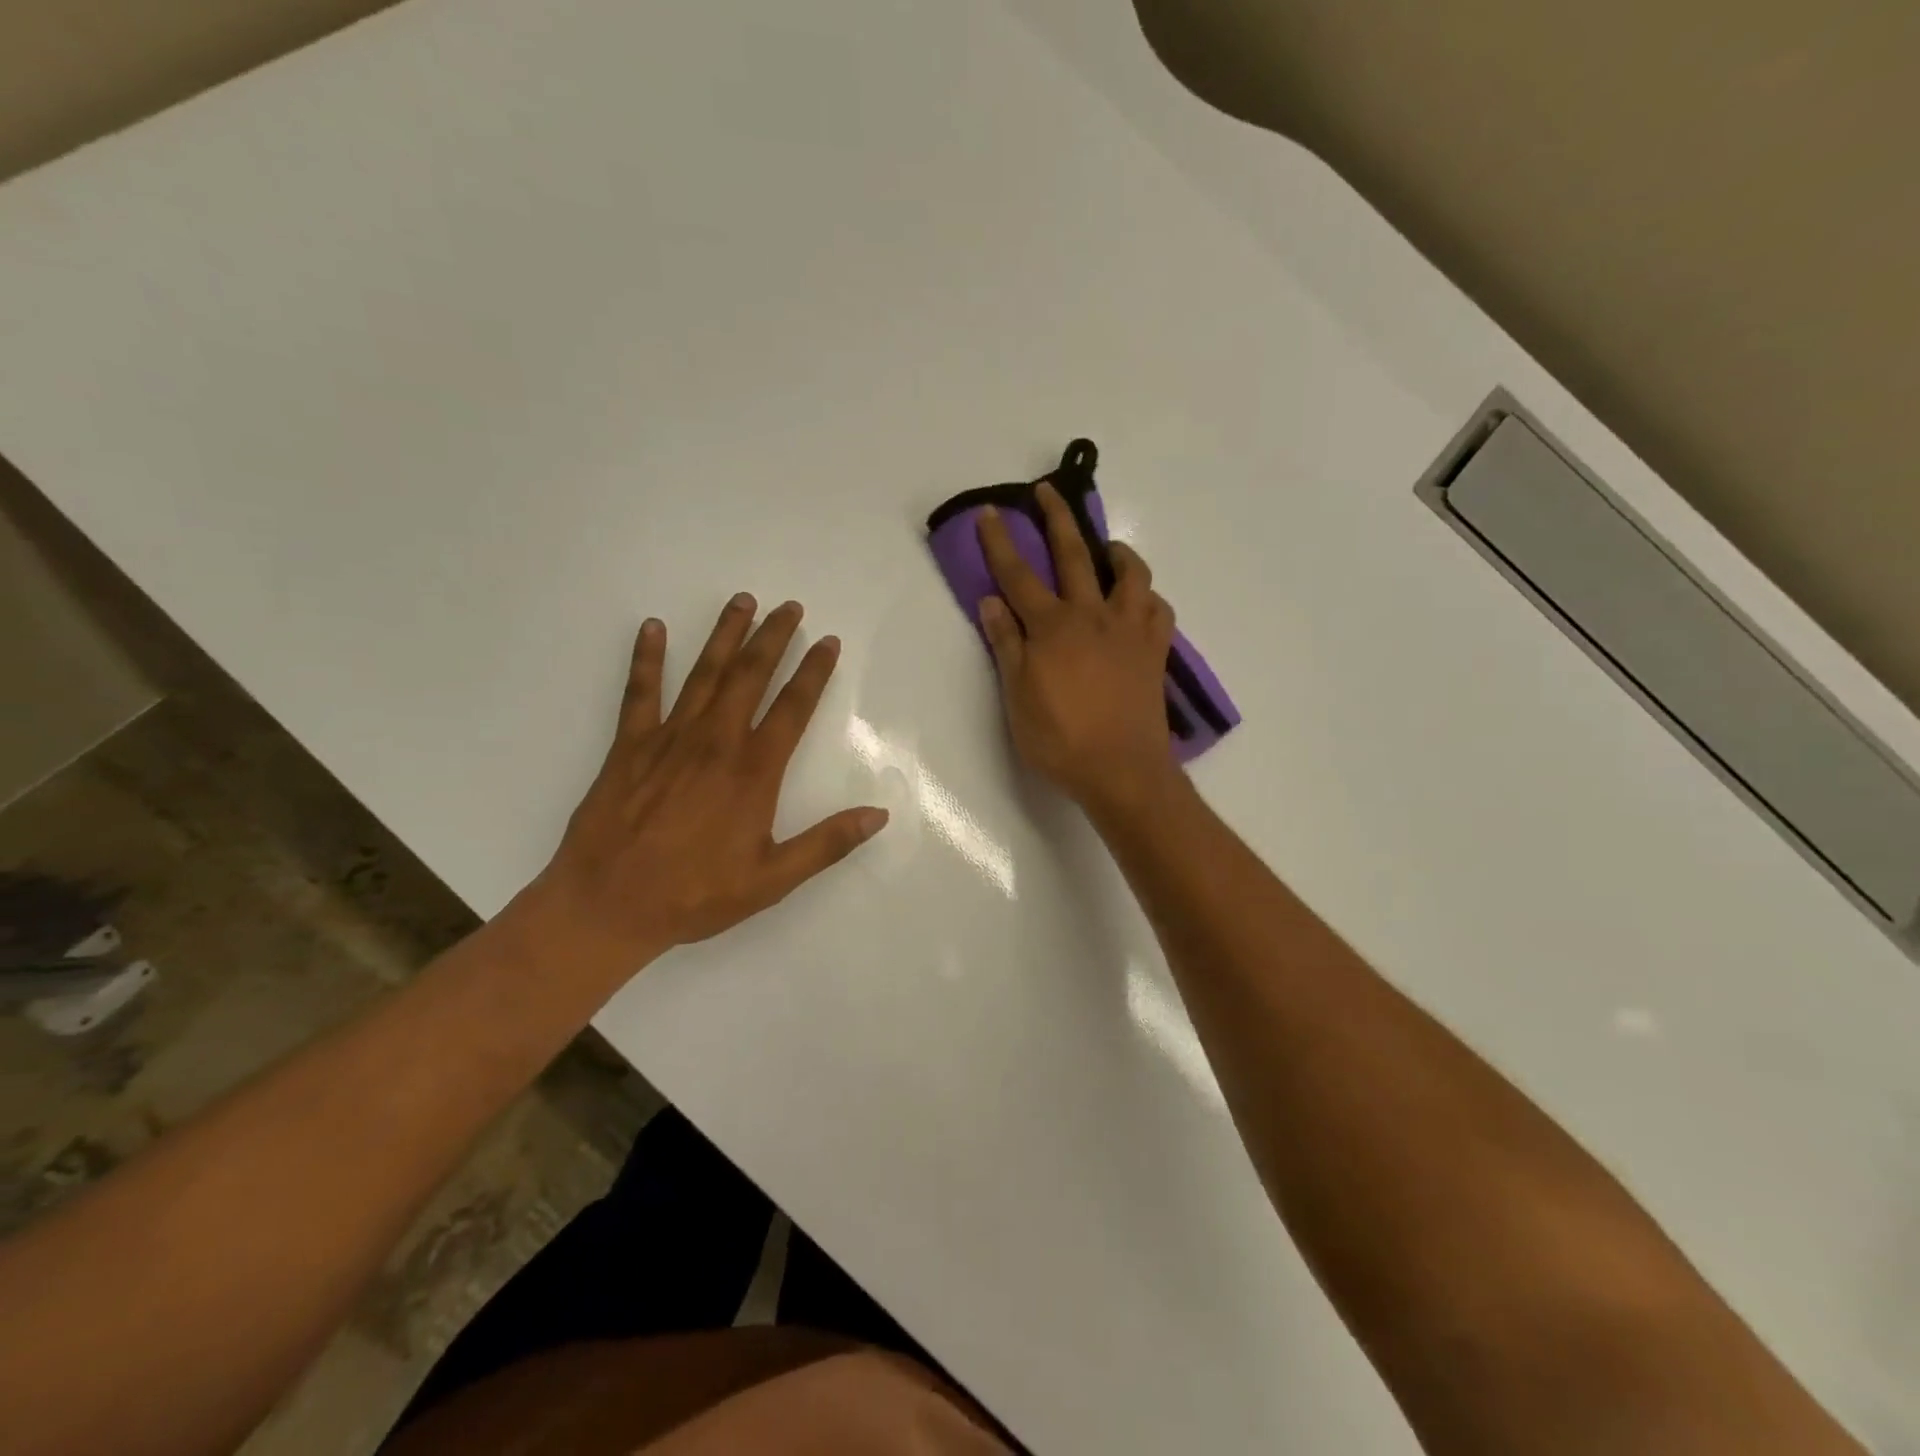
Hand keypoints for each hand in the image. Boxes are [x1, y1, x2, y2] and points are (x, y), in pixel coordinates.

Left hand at [524, 595, 887, 975]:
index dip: (814, 671)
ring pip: (704, 673)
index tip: (828, 641)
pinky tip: (653, 628)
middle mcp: (715, 742)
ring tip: (742, 601)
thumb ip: (827, 843)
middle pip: (750, 676)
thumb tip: (878, 814)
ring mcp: (669, 738)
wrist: (608, 905)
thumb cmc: (695, 894)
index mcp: (753, 771)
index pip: (792, 707)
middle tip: (789, 606)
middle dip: (773, 637)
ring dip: (725, 635)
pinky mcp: (629, 746)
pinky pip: (639, 692)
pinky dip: (647, 658)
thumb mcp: (772, 879)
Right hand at [976, 482, 1180, 814]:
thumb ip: (1006, 645)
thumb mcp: (1017, 697)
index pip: (1018, 575)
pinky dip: (1147, 597)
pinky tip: (1138, 602)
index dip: (1001, 543)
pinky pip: (1158, 609)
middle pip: (1074, 555)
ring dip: (1117, 552)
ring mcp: (1129, 630)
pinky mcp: (1154, 650)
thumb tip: (991, 601)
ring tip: (1108, 549)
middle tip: (1048, 491)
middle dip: (1058, 518)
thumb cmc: (1060, 740)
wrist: (1121, 770)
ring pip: (1130, 574)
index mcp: (1051, 627)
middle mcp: (1091, 616)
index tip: (990, 513)